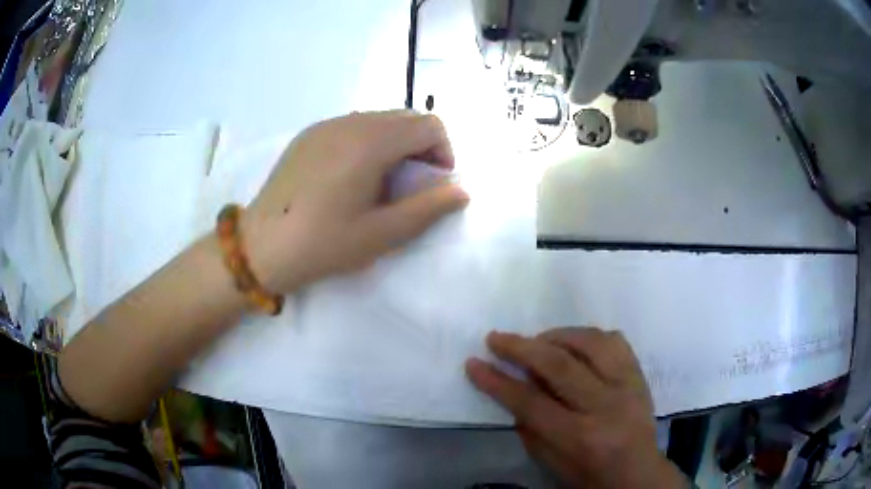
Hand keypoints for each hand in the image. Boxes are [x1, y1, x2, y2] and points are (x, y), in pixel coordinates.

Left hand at [244, 110, 468, 292]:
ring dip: (395, 142)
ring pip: (379, 119)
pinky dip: (368, 141)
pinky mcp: (308, 134)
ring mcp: (325, 125)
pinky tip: (353, 174)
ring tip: (383, 180)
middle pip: (405, 117)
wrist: (261, 246)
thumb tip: (461, 191)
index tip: (436, 181)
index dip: (444, 150)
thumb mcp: (381, 234)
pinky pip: (352, 125)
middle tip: (414, 182)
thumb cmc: (323, 243)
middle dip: (422, 145)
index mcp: (371, 142)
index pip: (428, 125)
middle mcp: (350, 122)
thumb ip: (428, 209)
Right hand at [466, 328, 686, 488]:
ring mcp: (627, 385)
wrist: (637, 472)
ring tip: (537, 341)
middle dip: (521, 348)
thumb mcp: (549, 461)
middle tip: (496, 339)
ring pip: (590, 343)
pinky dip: (588, 336)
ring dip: (556, 335)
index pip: (530, 402)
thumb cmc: (587, 474)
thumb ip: (529, 425)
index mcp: (579, 436)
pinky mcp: (639, 374)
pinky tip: (574, 343)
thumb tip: (513, 387)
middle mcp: (605, 406)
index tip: (474, 363)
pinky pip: (615, 340)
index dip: (497, 381)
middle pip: (559, 365)